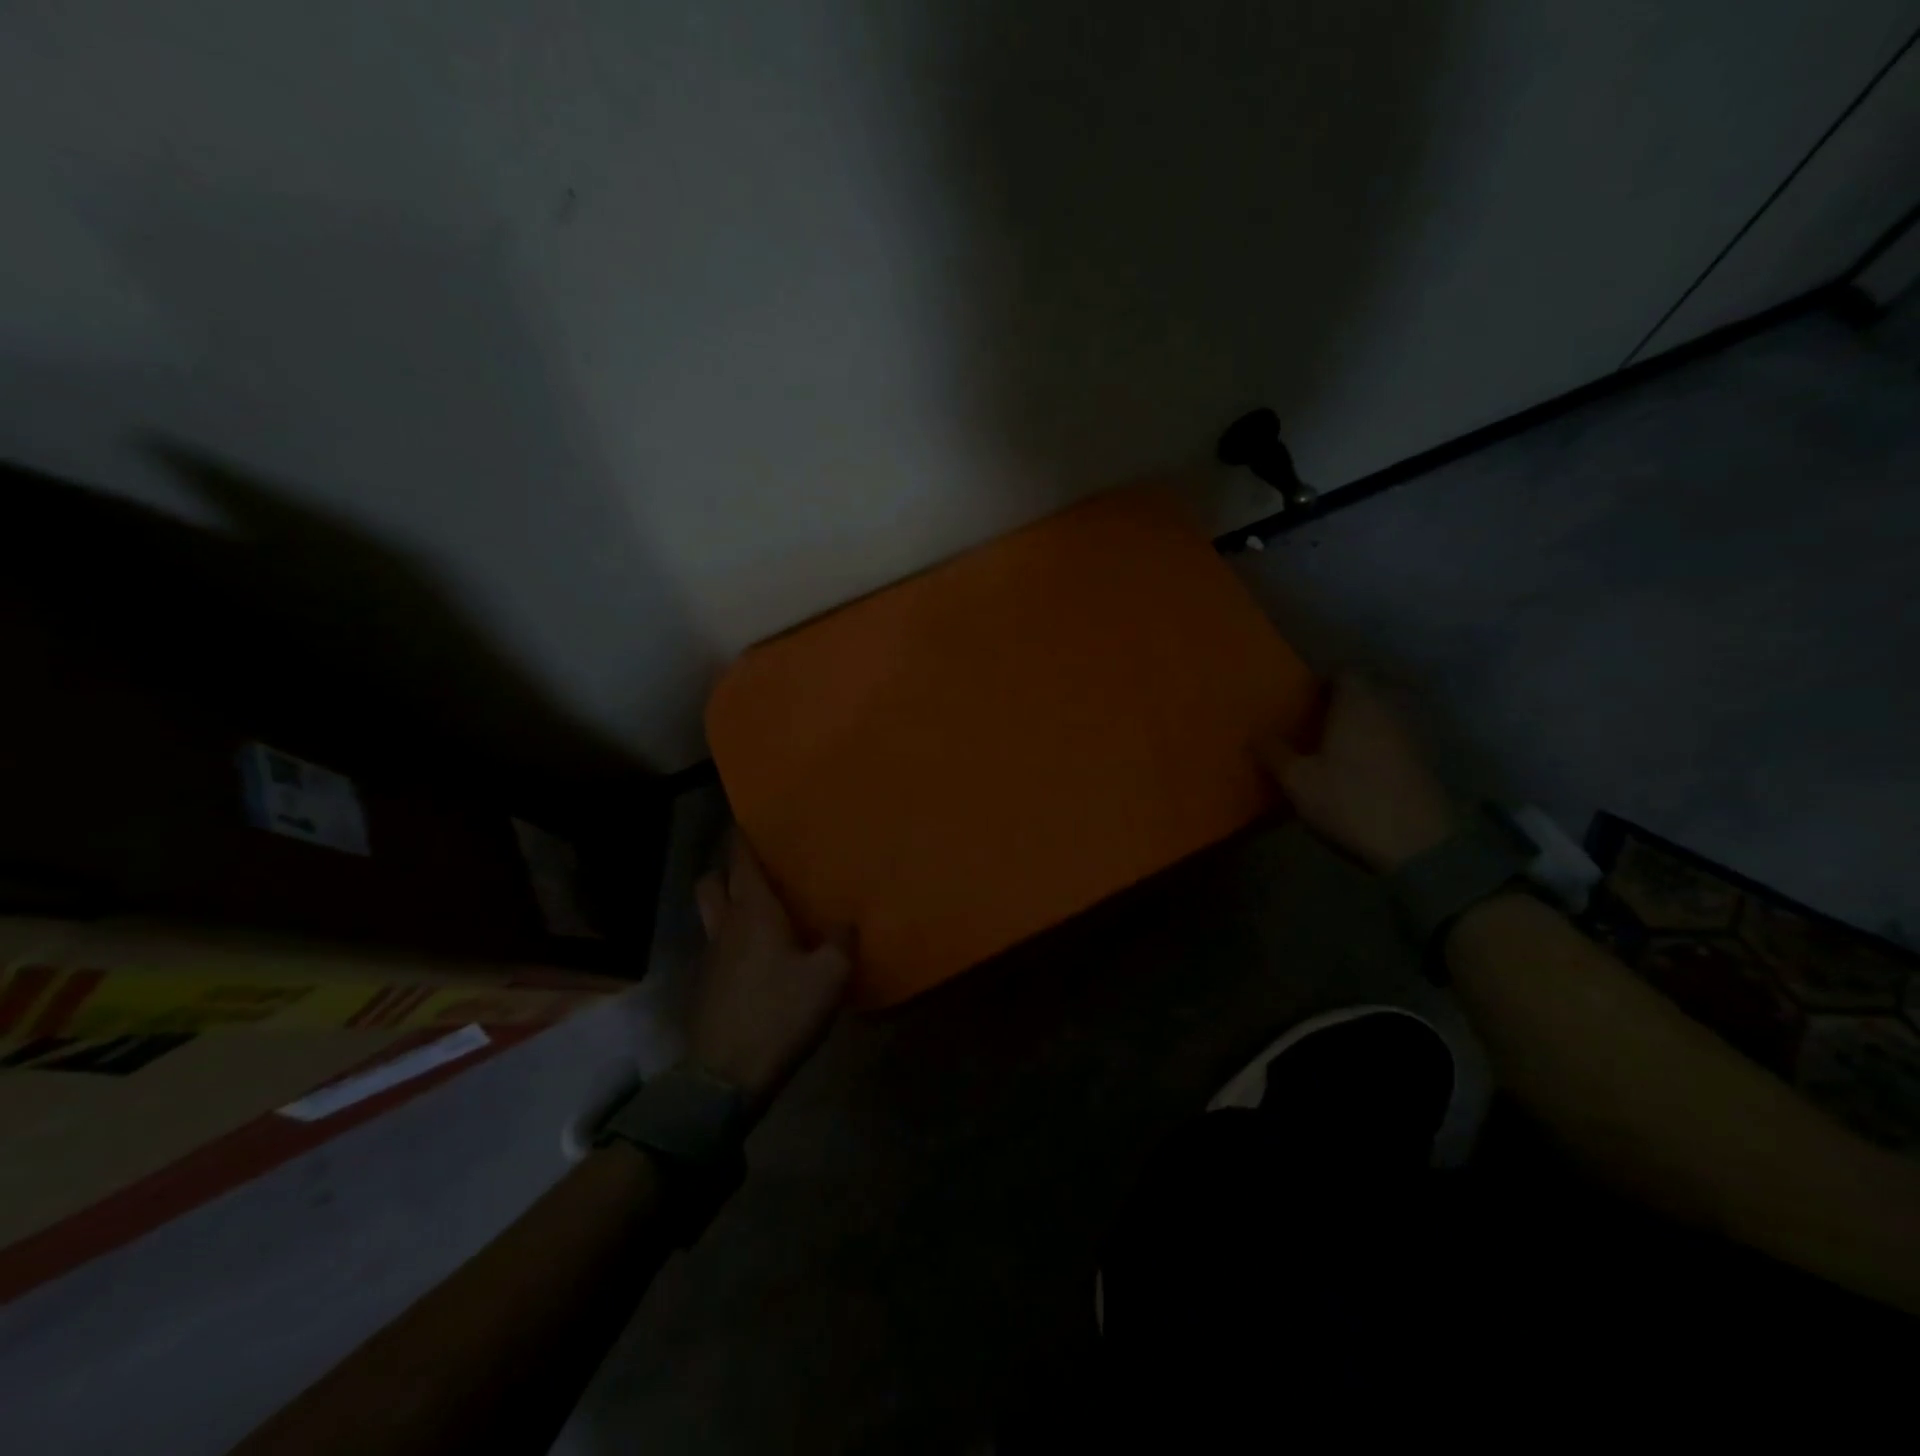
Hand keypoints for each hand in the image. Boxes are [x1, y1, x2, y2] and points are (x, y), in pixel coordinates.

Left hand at [685, 836, 851, 1111]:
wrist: (726, 1077)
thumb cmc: (780, 1014)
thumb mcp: (830, 977)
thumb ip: (840, 942)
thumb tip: (844, 922)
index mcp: (754, 913)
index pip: (741, 862)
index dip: (742, 838)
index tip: (746, 820)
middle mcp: (725, 926)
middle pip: (711, 882)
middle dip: (726, 868)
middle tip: (753, 868)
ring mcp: (709, 958)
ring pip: (710, 914)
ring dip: (725, 903)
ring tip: (757, 910)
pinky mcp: (705, 987)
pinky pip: (715, 946)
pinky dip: (730, 939)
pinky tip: (756, 957)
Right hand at [1258, 673, 1457, 874]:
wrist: (1417, 843)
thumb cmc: (1350, 800)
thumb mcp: (1298, 781)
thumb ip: (1274, 752)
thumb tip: (1254, 734)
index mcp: (1356, 704)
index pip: (1343, 673)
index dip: (1322, 682)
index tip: (1302, 698)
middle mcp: (1387, 709)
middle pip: (1364, 692)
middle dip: (1340, 702)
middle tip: (1312, 721)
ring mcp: (1410, 734)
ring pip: (1380, 716)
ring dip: (1359, 724)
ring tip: (1332, 744)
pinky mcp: (1423, 760)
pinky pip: (1392, 738)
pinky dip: (1375, 744)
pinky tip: (1357, 766)